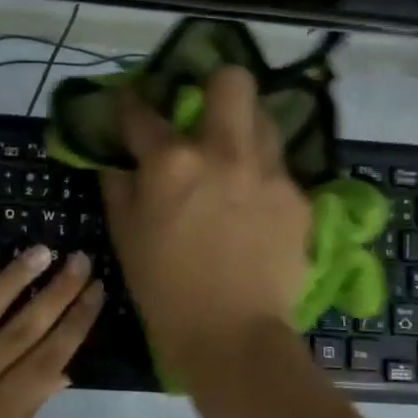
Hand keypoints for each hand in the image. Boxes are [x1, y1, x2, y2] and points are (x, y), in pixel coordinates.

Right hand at [99, 65, 309, 377]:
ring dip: (244, 128)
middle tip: (205, 108)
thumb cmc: (164, 291)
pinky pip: (279, 168)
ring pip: (264, 118)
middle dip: (215, 83)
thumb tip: (120, 162)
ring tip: (234, 156)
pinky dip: (262, 177)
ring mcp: (268, 171)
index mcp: (172, 161)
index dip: (130, 102)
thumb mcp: (125, 237)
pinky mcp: (297, 197)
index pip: (143, 112)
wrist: (232, 337)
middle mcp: (224, 151)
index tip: (130, 100)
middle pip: (231, 80)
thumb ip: (119, 187)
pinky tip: (255, 207)